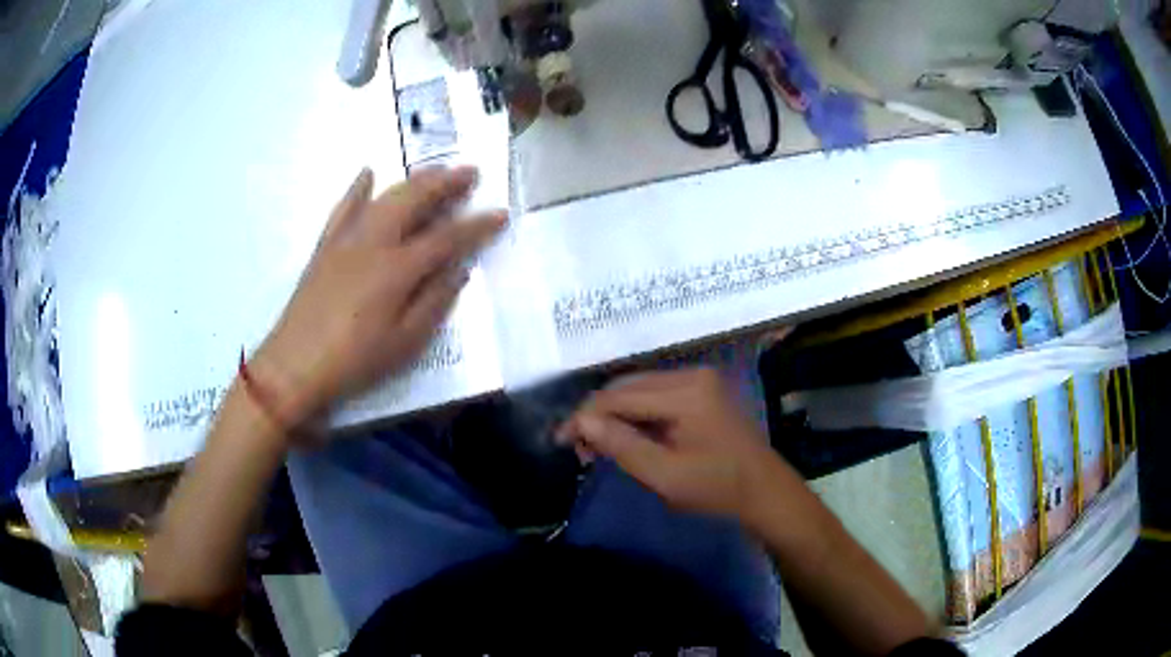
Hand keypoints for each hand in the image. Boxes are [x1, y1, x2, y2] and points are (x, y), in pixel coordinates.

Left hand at [249, 166, 506, 431]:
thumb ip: (434, 302)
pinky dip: (357, 189)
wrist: (295, 365)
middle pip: (415, 201)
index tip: (500, 213)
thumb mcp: (405, 343)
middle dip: (446, 183)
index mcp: (397, 269)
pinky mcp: (325, 246)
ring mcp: (346, 240)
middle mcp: (374, 243)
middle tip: (470, 171)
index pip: (447, 238)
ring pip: (384, 197)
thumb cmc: (354, 361)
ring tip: (435, 170)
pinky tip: (368, 174)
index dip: (477, 225)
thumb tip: (459, 270)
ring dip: (413, 180)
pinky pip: (344, 208)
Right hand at [558, 368, 783, 519]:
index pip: (620, 396)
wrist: (764, 491)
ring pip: (639, 389)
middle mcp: (692, 374)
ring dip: (614, 414)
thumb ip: (621, 446)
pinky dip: (635, 414)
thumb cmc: (717, 488)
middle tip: (577, 446)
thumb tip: (581, 421)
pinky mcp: (702, 391)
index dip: (585, 416)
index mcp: (686, 392)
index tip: (560, 440)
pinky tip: (624, 435)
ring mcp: (699, 380)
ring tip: (596, 445)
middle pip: (628, 387)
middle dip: (597, 413)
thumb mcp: (665, 475)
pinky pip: (656, 395)